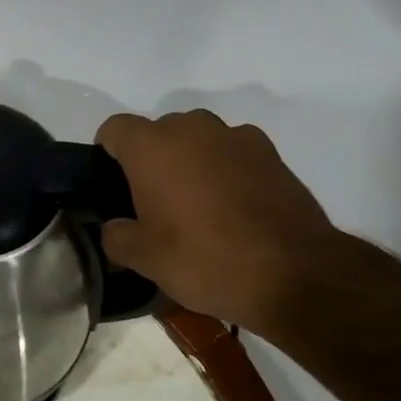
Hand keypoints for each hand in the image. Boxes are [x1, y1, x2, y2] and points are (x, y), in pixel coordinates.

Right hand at [95, 109, 340, 333]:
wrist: (293, 272)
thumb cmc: (205, 260)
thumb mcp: (146, 259)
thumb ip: (117, 237)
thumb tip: (115, 228)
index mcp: (153, 147)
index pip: (115, 128)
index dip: (107, 152)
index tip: (112, 183)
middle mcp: (193, 129)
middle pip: (158, 130)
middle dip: (150, 158)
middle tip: (152, 201)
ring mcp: (236, 137)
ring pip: (198, 138)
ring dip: (189, 160)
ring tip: (195, 203)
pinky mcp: (271, 153)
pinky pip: (232, 151)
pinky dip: (224, 169)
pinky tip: (232, 206)